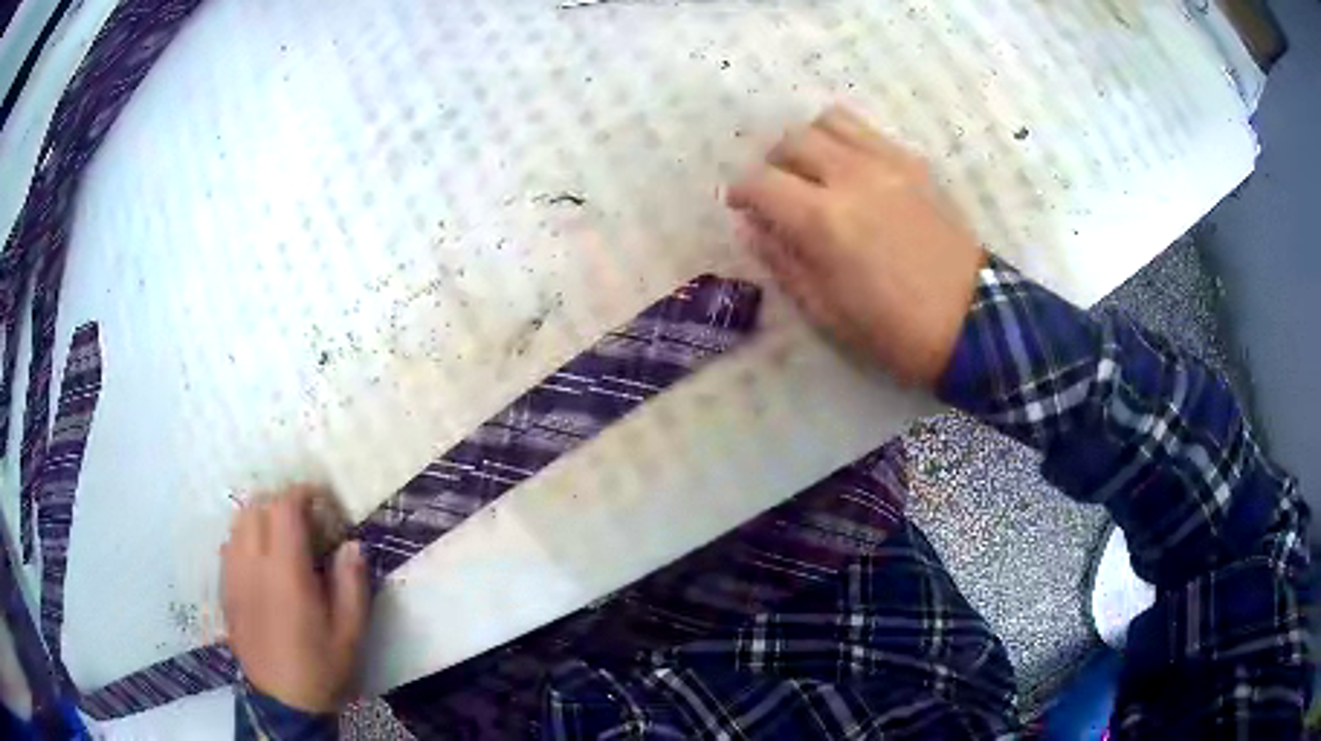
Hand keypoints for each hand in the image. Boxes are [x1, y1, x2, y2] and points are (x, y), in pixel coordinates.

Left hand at [221, 486, 368, 713]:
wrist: (283, 702)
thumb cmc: (321, 667)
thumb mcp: (350, 633)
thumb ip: (351, 585)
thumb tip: (351, 544)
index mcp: (285, 573)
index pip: (284, 508)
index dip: (303, 493)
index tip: (322, 500)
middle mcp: (252, 564)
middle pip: (256, 506)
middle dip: (281, 503)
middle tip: (305, 521)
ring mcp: (233, 575)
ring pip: (237, 522)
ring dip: (260, 517)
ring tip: (281, 537)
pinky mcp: (225, 589)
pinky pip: (229, 545)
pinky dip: (245, 538)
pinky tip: (261, 561)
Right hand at [727, 106, 985, 387]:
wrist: (971, 322)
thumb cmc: (895, 330)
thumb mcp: (827, 312)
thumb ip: (783, 261)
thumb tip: (752, 228)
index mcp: (824, 220)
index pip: (761, 182)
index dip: (741, 191)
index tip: (740, 206)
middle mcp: (851, 176)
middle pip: (791, 140)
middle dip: (772, 162)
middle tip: (776, 190)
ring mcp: (888, 163)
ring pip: (829, 121)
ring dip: (809, 141)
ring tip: (812, 170)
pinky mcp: (915, 164)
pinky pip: (868, 132)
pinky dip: (845, 141)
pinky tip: (850, 170)